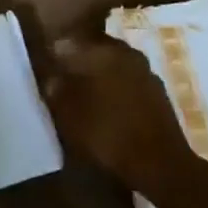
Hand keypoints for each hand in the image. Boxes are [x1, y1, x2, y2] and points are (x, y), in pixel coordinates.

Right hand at [42, 34, 202, 200]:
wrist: (160, 165)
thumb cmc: (108, 135)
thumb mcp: (69, 116)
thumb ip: (57, 91)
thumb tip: (52, 78)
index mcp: (101, 51)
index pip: (69, 42)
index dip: (55, 54)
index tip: (47, 67)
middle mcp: (126, 52)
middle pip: (94, 51)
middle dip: (79, 64)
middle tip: (64, 83)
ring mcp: (145, 71)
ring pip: (113, 66)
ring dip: (100, 77)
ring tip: (86, 98)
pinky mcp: (158, 92)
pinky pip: (129, 83)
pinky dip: (118, 91)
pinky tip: (110, 110)